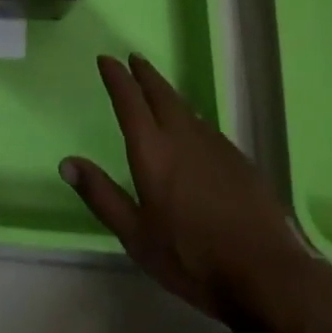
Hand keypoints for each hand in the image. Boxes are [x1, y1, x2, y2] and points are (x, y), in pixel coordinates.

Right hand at [61, 54, 331, 328]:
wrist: (265, 272)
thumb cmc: (191, 257)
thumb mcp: (137, 236)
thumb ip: (102, 196)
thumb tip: (66, 162)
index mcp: (152, 148)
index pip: (129, 99)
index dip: (116, 77)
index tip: (106, 60)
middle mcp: (181, 134)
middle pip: (159, 92)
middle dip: (144, 73)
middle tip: (134, 59)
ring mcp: (213, 143)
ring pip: (184, 106)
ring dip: (167, 93)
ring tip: (158, 90)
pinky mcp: (237, 157)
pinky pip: (205, 126)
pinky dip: (190, 118)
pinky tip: (192, 131)